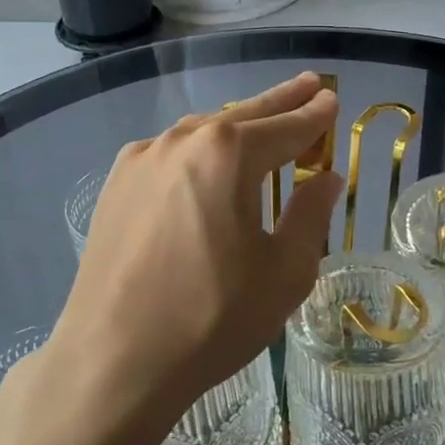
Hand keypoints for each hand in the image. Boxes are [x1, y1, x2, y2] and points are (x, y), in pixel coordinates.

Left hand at [43, 73, 343, 439]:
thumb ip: (310, 216)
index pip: (285, 127)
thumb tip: (326, 179)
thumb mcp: (283, 272)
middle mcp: (181, 140)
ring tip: (262, 121)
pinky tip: (206, 161)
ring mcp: (141, 159)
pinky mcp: (116, 184)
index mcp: (227, 153)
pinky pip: (170, 153)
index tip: (331, 99)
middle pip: (242, 114)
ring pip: (202, 131)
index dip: (314, 116)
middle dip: (280, 100)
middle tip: (309, 84)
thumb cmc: (210, 318)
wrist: (112, 359)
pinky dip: (199, 149)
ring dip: (236, 125)